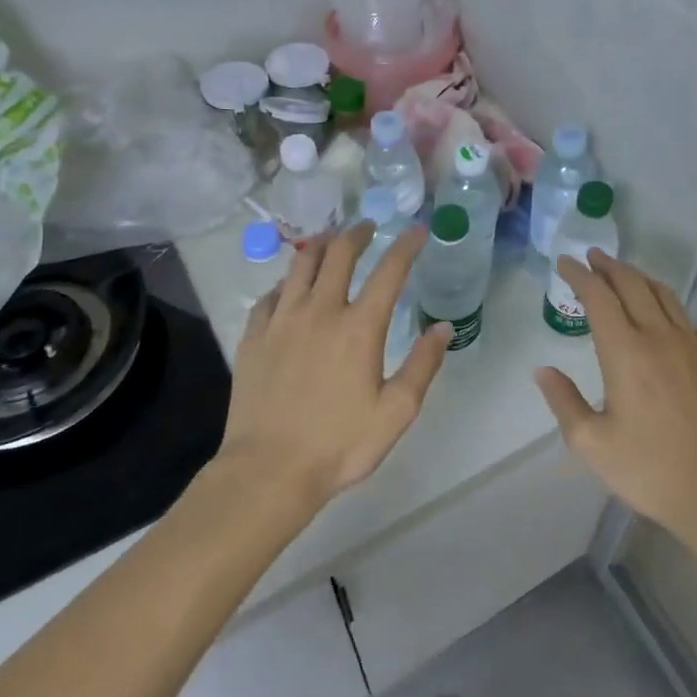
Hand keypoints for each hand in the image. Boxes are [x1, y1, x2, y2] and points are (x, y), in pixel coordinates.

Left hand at [219, 222, 451, 510]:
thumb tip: (442, 328)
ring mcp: (281, 321)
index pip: (389, 271)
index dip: (406, 246)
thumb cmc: (340, 444)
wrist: (268, 470)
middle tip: (368, 227)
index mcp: (359, 327)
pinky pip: (270, 295)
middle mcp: (319, 311)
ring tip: (330, 240)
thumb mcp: (396, 412)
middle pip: (339, 254)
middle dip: (358, 234)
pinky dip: (286, 281)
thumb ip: (423, 365)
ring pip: (300, 265)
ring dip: (320, 246)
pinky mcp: (253, 337)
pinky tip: (289, 286)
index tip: (417, 230)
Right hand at [534, 250, 696, 545]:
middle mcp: (660, 338)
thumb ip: (564, 402)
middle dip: (609, 267)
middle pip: (633, 285)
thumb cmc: (649, 470)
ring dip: (640, 279)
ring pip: (665, 297)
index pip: (599, 298)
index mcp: (625, 353)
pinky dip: (669, 309)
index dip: (580, 276)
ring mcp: (694, 348)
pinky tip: (665, 320)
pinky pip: (689, 323)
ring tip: (624, 275)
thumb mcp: (591, 444)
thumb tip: (544, 371)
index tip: (565, 263)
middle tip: (592, 257)